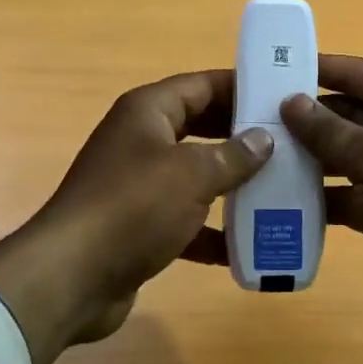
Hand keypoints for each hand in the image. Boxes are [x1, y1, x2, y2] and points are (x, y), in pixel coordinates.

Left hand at [0, 71, 271, 363]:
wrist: (72, 278)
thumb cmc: (133, 208)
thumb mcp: (191, 174)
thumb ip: (233, 155)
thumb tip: (263, 138)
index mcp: (148, 112)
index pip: (201, 85)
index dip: (240, 87)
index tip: (282, 95)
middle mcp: (141, 140)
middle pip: (200, 127)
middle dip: (241, 137)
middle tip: (290, 143)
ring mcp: (138, 184)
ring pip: (195, 175)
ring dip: (232, 184)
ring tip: (281, 189)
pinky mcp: (139, 226)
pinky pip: (185, 219)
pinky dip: (212, 230)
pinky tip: (249, 244)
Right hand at [280, 55, 362, 363]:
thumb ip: (329, 129)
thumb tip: (291, 101)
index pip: (362, 73)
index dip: (322, 68)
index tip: (278, 67)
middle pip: (353, 113)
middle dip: (310, 117)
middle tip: (258, 117)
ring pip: (349, 155)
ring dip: (312, 157)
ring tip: (263, 155)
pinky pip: (352, 194)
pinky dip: (325, 196)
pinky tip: (284, 199)